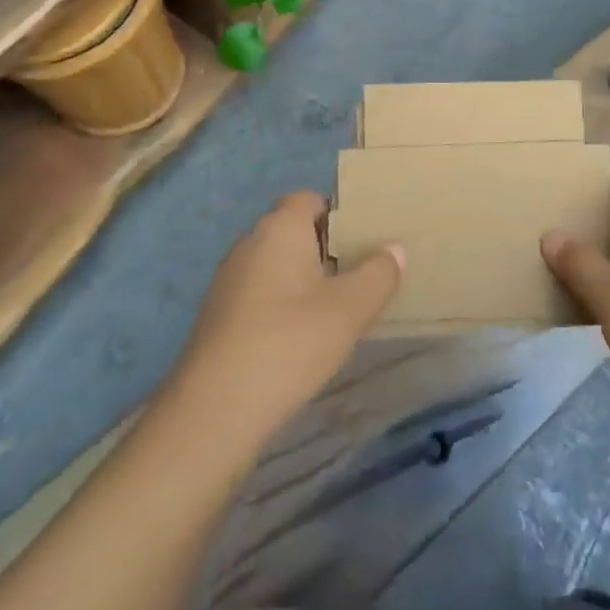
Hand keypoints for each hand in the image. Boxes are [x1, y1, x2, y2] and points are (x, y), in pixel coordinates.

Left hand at [168, 192, 402, 449]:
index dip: (338, 214)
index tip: (365, 241)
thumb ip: (378, 273)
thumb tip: (394, 248)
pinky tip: (301, 339)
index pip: (309, 199)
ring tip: (337, 309)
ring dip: (305, 280)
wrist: (215, 410)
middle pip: (294, 231)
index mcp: (280, 227)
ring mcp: (229, 280)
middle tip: (360, 275)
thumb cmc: (290, 342)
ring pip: (277, 265)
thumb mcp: (350, 308)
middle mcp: (249, 243)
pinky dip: (282, 305)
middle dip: (326, 249)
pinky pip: (260, 294)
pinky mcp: (218, 316)